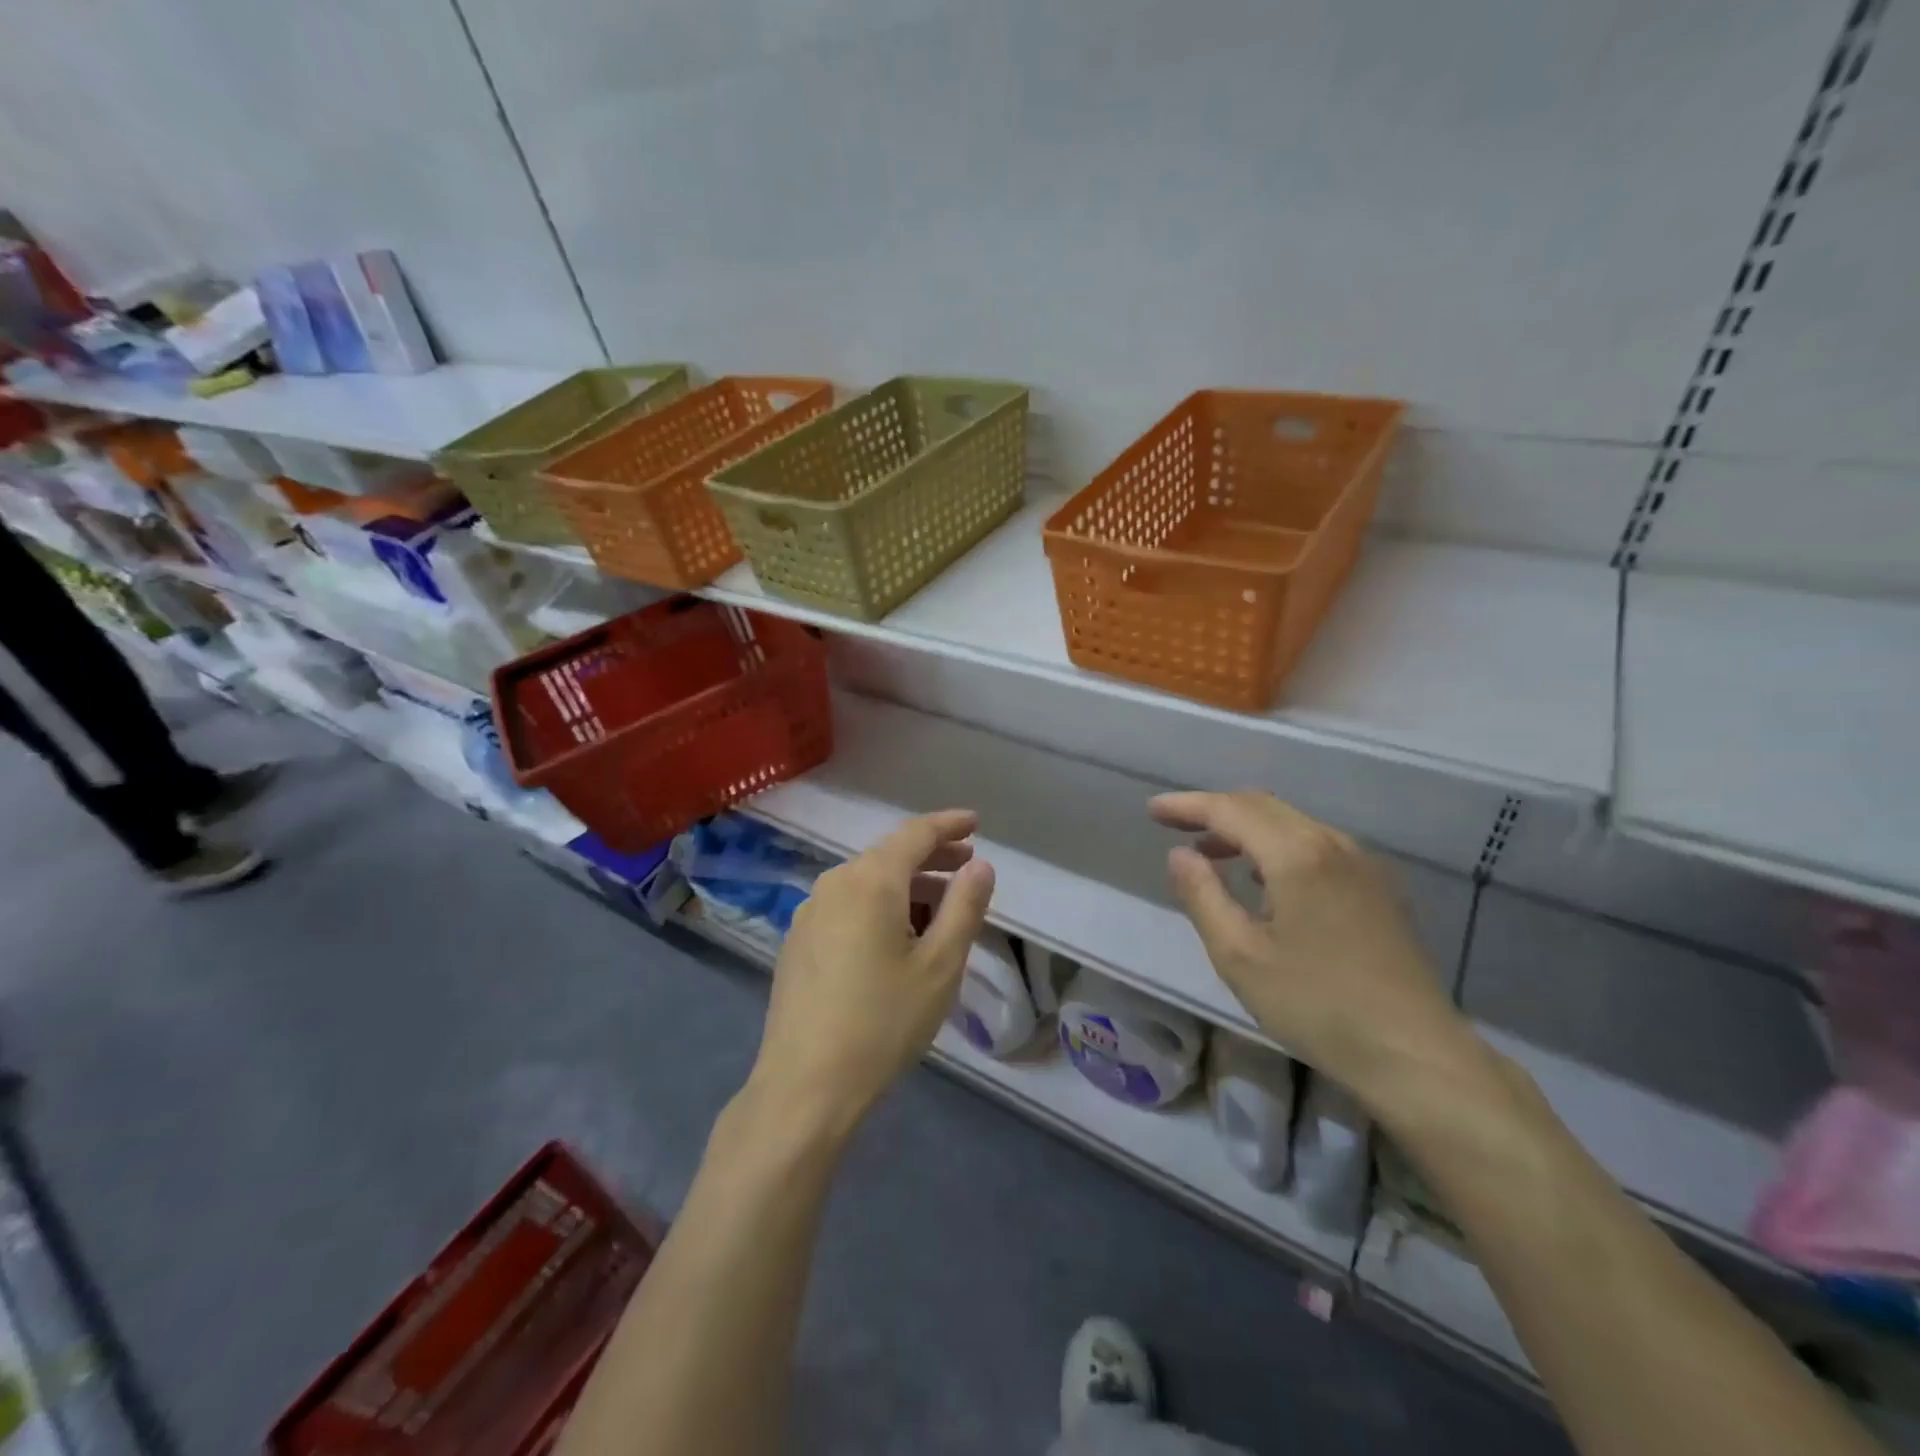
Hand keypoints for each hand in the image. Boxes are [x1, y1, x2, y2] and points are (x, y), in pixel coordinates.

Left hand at [747, 810, 995, 1135]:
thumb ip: (964, 907)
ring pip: (867, 882)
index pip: (915, 834)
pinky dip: (879, 906)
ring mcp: (809, 912)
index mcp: (870, 881)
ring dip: (907, 885)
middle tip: (967, 865)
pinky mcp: (798, 941)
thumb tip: (980, 865)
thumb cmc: (883, 1022)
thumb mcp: (940, 965)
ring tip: (940, 907)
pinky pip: (847, 906)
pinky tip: (896, 937)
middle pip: (888, 856)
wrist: (805, 1085)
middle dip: (931, 856)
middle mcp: (834, 884)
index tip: (975, 823)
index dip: (948, 825)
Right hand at [1150, 790, 1474, 1107]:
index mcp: (1297, 855)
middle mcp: (1333, 844)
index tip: (1153, 811)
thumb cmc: (1316, 1005)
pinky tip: (1264, 882)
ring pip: (1292, 824)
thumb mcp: (1239, 955)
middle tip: (1175, 826)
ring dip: (1246, 829)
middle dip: (1215, 810)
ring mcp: (1363, 864)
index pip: (1231, 810)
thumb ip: (1202, 896)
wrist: (1414, 1053)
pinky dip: (1277, 847)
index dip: (1188, 805)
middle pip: (1263, 807)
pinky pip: (1316, 846)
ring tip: (1211, 855)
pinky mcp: (1378, 887)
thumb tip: (1180, 855)